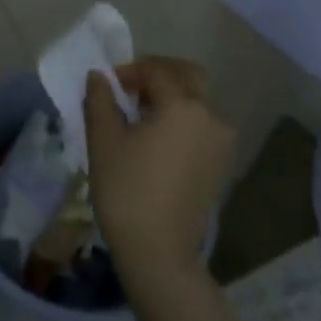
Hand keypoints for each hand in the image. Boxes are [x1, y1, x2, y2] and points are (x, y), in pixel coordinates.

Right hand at [85, 57, 236, 285]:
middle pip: (189, 77)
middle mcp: (211, 116)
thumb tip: (98, 76)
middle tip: (129, 88)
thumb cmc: (126, 190)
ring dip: (171, 96)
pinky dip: (182, 119)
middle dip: (159, 74)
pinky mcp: (222, 163)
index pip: (157, 70)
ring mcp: (222, 142)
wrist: (159, 250)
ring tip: (140, 115)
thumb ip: (100, 100)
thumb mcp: (103, 140)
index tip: (107, 84)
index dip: (129, 70)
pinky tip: (157, 138)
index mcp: (183, 106)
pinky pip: (203, 125)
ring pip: (198, 101)